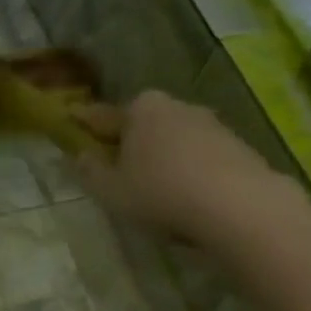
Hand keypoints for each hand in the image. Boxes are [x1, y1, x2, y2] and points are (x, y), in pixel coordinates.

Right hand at [74, 90, 298, 247]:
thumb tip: (81, 155)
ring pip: (174, 141)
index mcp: (141, 108)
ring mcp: (211, 124)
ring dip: (162, 159)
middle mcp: (177, 106)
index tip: (73, 126)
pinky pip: (199, 158)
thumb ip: (91, 171)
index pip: (104, 116)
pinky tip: (185, 197)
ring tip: (154, 190)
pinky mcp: (237, 146)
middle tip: (117, 170)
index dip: (86, 125)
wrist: (236, 204)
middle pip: (143, 125)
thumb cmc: (160, 192)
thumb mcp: (111, 190)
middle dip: (130, 143)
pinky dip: (188, 171)